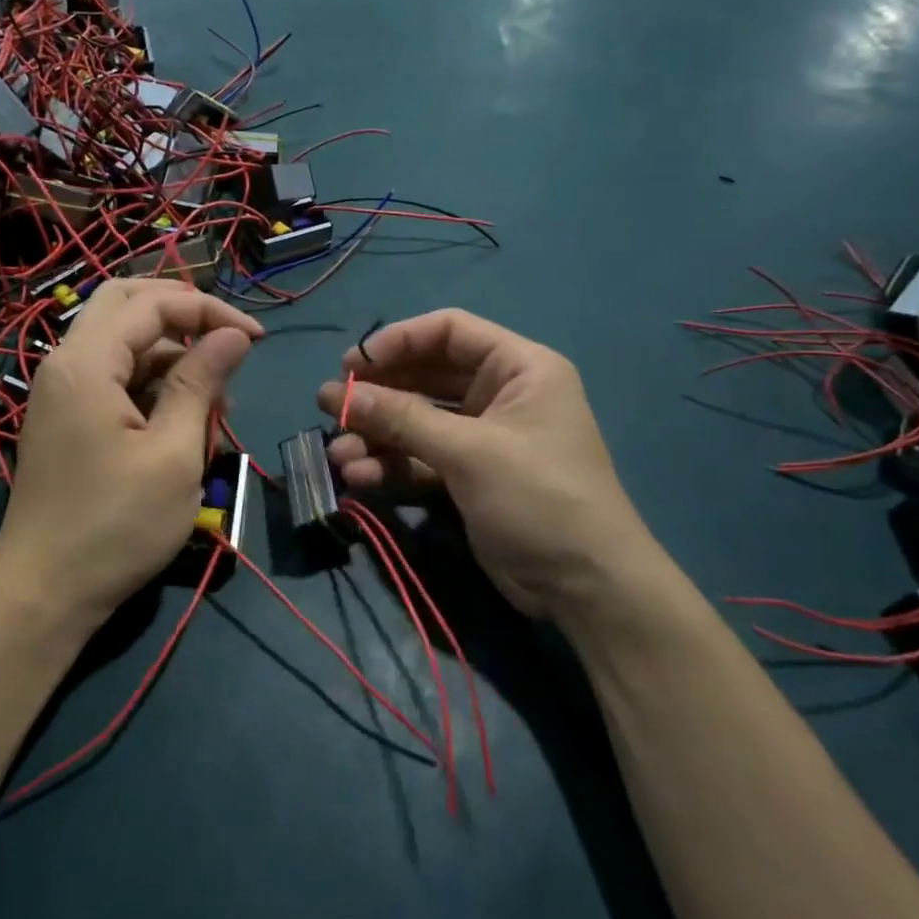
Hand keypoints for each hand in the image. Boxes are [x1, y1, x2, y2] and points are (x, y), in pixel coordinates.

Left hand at [0, 279, 260, 627]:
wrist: (45, 592)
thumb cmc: (116, 526)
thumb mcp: (173, 454)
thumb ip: (201, 383)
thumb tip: (234, 334)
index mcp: (86, 363)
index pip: (153, 304)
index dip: (210, 310)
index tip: (256, 339)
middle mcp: (66, 363)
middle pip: (126, 304)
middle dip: (183, 312)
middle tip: (229, 338)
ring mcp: (63, 391)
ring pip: (121, 341)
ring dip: (171, 352)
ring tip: (217, 398)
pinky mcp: (68, 417)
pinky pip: (113, 375)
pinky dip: (152, 381)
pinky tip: (185, 417)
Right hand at [317, 309, 656, 617]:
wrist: (586, 588)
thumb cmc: (538, 497)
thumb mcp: (469, 452)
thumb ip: (402, 419)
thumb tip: (336, 394)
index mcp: (518, 368)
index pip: (449, 331)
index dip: (398, 341)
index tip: (352, 365)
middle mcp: (499, 395)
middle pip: (426, 377)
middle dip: (379, 395)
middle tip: (331, 407)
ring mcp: (482, 438)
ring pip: (417, 422)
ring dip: (377, 436)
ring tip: (339, 455)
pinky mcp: (468, 477)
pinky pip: (420, 459)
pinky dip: (392, 466)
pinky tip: (360, 479)